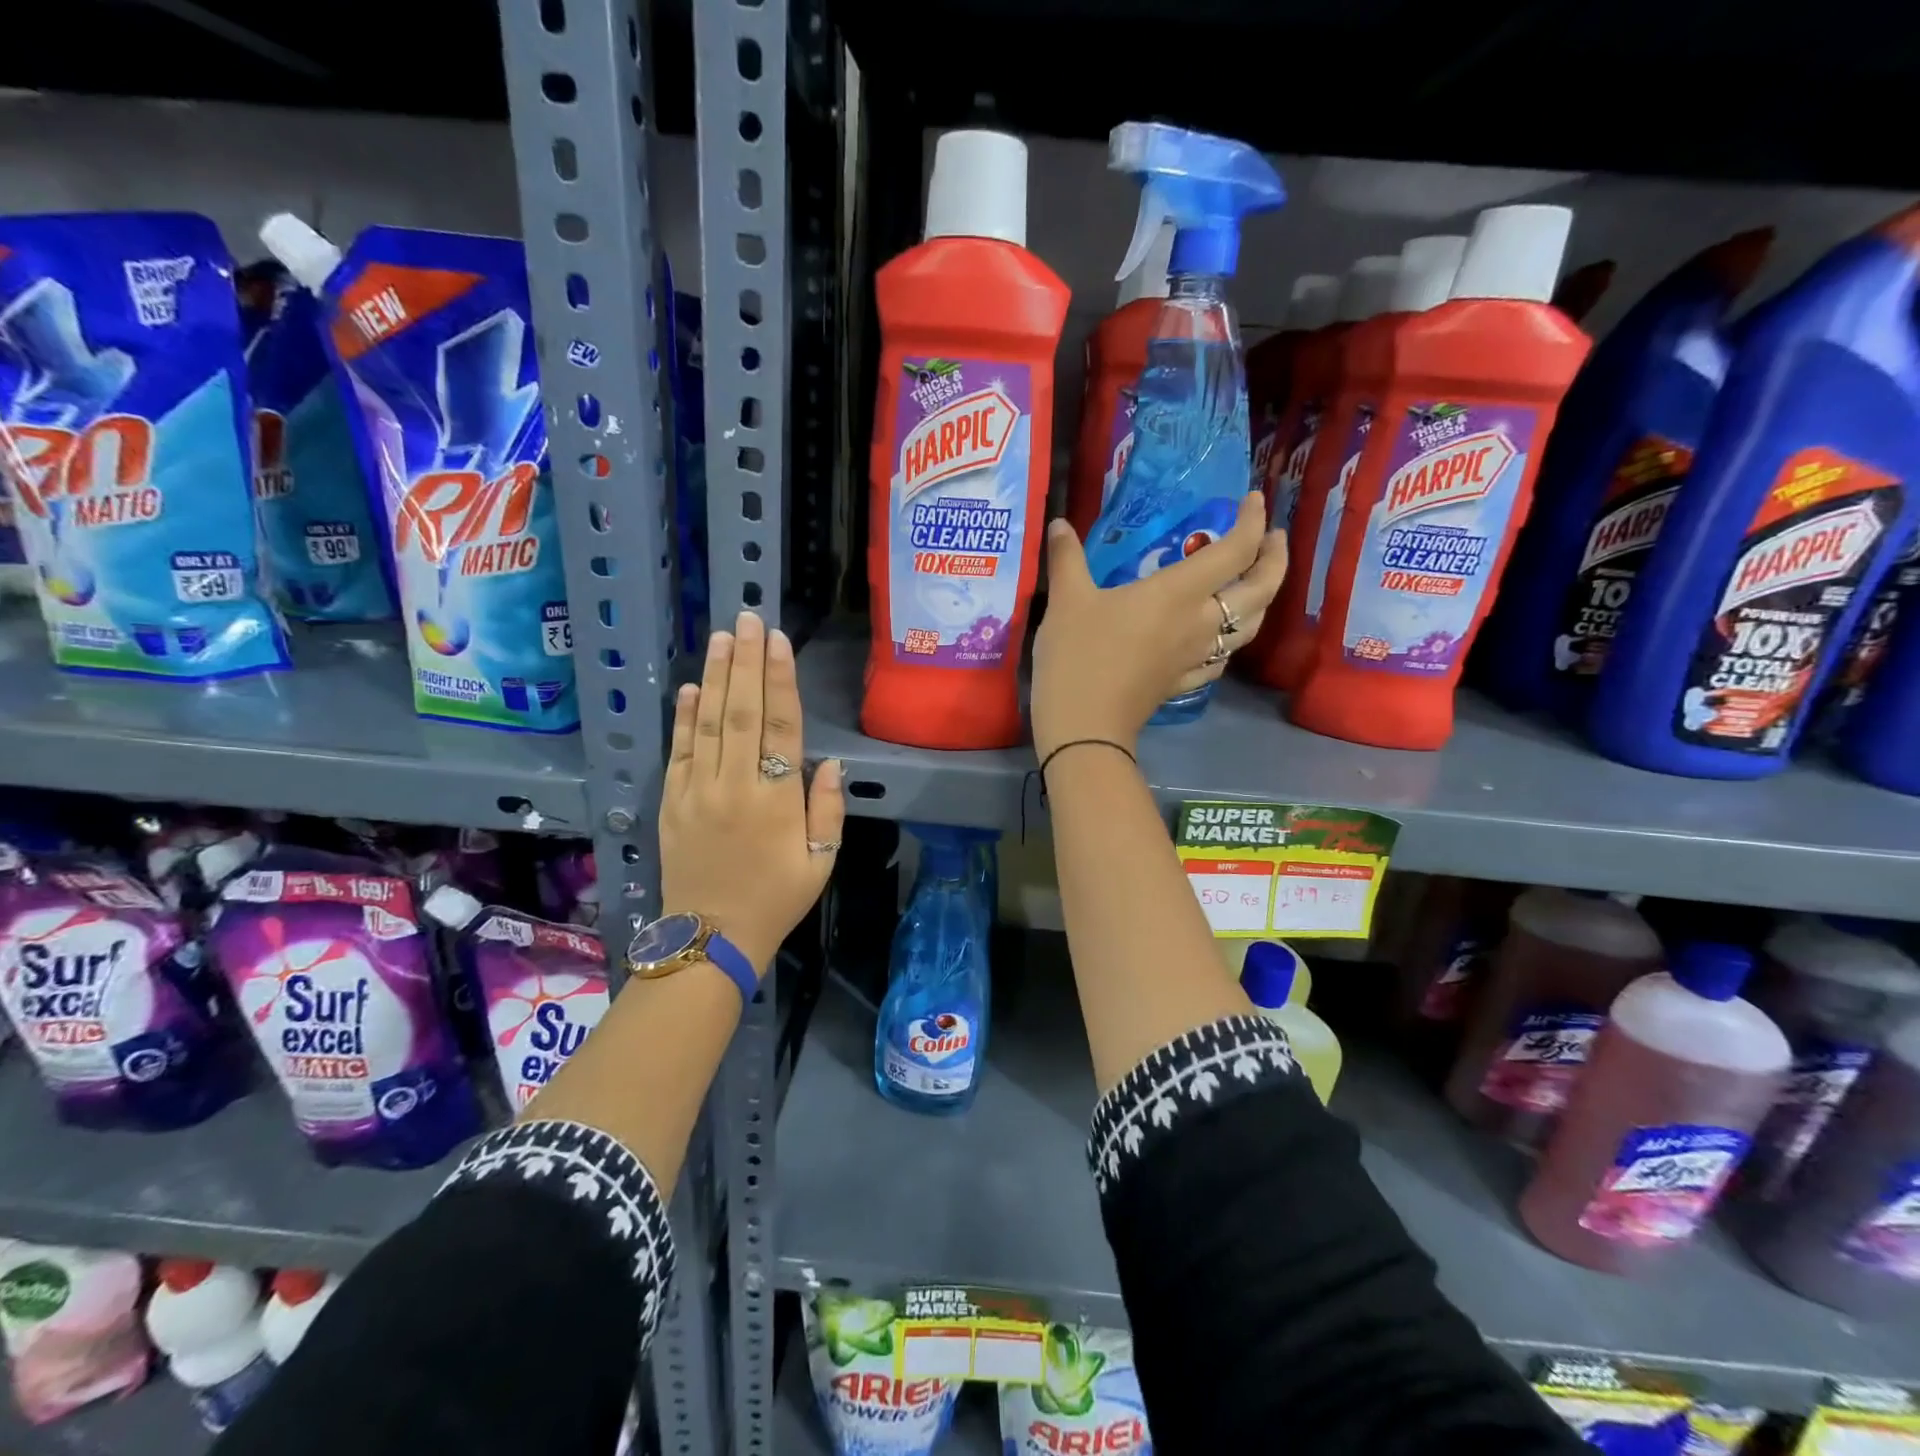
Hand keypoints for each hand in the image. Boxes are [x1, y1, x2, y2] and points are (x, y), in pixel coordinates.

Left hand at [659, 611, 844, 974]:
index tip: (777, 641)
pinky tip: (689, 688)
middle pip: (740, 712)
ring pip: (707, 723)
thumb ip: (826, 810)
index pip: (779, 725)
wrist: (711, 938)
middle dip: (745, 661)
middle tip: (747, 619)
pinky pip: (678, 751)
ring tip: (721, 638)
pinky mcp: (672, 802)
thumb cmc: (776, 899)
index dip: (779, 679)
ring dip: (714, 676)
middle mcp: (733, 785)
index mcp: (775, 799)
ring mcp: (697, 791)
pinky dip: (683, 717)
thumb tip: (826, 761)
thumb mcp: (820, 862)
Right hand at [1030, 492, 1287, 759]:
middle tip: (1272, 538)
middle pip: (1262, 589)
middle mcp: (1201, 622)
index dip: (1252, 521)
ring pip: (1250, 626)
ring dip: (1263, 600)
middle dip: (1276, 559)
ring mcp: (1197, 657)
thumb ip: (1066, 558)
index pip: (1235, 551)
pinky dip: (1231, 638)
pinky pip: (1224, 657)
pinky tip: (1219, 637)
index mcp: (1180, 593)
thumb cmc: (1078, 656)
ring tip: (1254, 583)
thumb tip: (1060, 524)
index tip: (1254, 500)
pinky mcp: (1184, 682)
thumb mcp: (1066, 600)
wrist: (1084, 725)